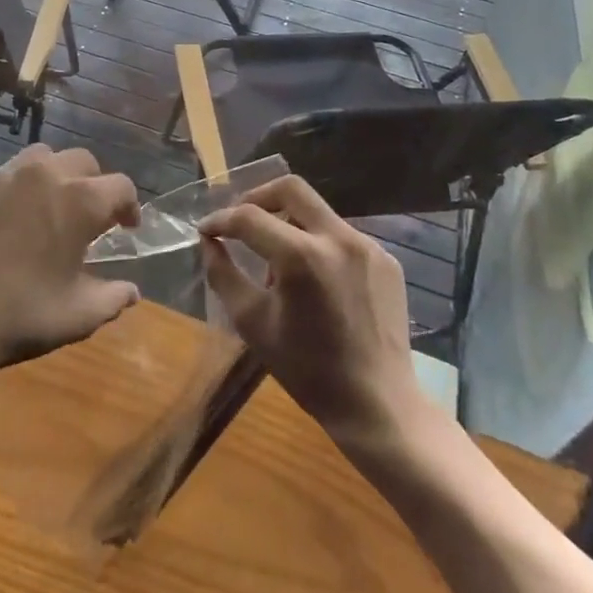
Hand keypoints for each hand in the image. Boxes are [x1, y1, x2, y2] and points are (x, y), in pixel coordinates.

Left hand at [0, 144, 141, 377]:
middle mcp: (43, 174)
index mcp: (80, 200)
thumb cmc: (19, 316)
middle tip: (88, 218)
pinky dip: (11, 193)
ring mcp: (0, 176)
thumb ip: (112, 299)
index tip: (126, 229)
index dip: (129, 207)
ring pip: (39, 158)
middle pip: (82, 162)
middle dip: (93, 185)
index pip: (121, 186)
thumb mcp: (77, 316)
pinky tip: (2, 225)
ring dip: (53, 176)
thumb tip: (131, 292)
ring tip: (47, 208)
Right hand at [199, 176, 421, 445]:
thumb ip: (223, 274)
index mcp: (302, 256)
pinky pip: (342, 236)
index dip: (221, 219)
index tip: (206, 230)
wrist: (377, 404)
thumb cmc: (307, 370)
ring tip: (276, 261)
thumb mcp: (252, 323)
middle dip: (257, 197)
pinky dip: (318, 244)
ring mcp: (367, 246)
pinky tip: (314, 279)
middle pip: (290, 188)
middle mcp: (338, 238)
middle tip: (239, 221)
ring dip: (289, 223)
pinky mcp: (386, 259)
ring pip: (318, 212)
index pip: (249, 217)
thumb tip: (208, 241)